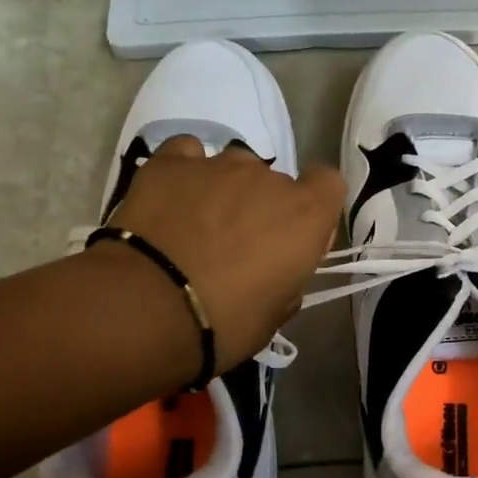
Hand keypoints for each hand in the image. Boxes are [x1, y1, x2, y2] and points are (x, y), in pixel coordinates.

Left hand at [108, 136, 344, 368]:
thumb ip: (288, 279)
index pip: (328, 184)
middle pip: (275, 182)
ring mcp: (217, 165)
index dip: (313, 208)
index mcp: (305, 214)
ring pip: (232, 167)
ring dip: (224, 191)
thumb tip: (277, 269)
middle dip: (262, 208)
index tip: (294, 238)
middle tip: (236, 247)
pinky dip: (185, 172)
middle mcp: (267, 179)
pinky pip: (187, 154)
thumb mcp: (276, 313)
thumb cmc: (226, 323)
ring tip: (196, 226)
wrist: (148, 309)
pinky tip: (172, 199)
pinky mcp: (170, 162)